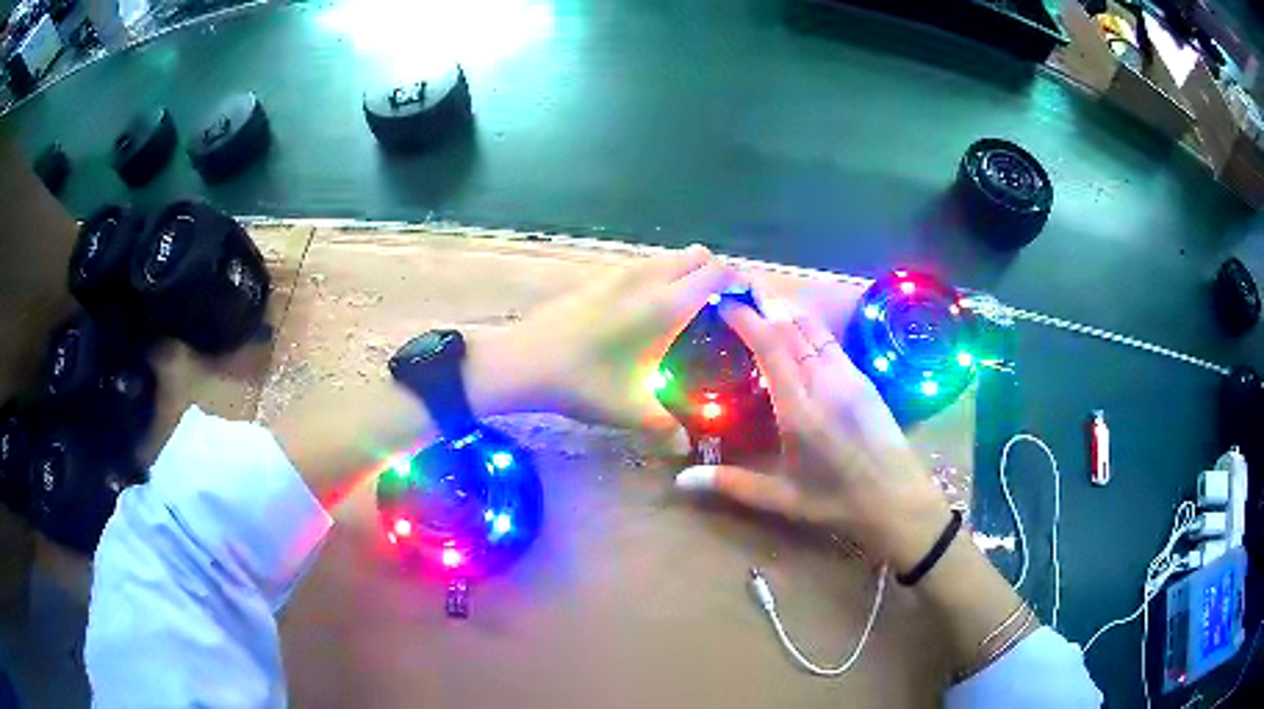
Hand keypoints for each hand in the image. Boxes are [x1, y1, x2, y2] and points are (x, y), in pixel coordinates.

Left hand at [499, 244, 734, 439]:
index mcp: (667, 304)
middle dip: (717, 275)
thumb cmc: (583, 383)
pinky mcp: (601, 277)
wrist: (523, 361)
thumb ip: (669, 430)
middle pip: (698, 255)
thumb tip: (688, 448)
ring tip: (690, 313)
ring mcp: (621, 272)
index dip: (740, 284)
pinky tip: (650, 314)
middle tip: (722, 311)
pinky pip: (646, 265)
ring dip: (688, 274)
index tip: (749, 308)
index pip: (718, 272)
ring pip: (670, 257)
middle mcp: (648, 278)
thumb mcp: (632, 412)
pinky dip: (661, 277)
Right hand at [673, 293, 951, 569]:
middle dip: (764, 303)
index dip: (747, 318)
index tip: (723, 302)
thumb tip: (680, 482)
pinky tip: (799, 330)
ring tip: (764, 300)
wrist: (899, 500)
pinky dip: (808, 326)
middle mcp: (825, 381)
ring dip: (787, 310)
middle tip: (738, 290)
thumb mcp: (783, 499)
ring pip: (815, 329)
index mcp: (800, 408)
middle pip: (792, 327)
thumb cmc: (838, 503)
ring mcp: (849, 376)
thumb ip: (732, 484)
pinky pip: (831, 341)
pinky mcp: (864, 379)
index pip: (771, 345)